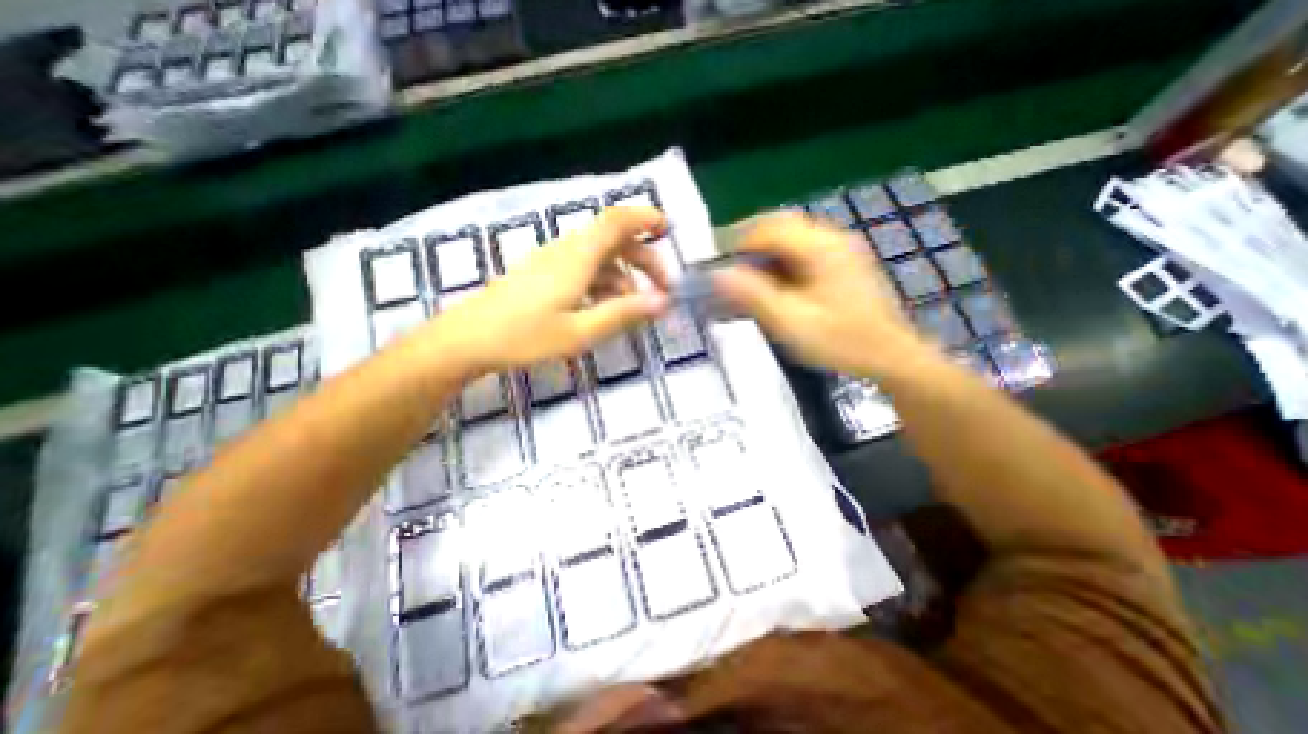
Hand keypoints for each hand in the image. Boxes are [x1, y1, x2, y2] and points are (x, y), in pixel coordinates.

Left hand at [431, 210, 674, 374]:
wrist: (468, 339)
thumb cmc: (524, 336)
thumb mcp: (580, 331)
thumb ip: (623, 314)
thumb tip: (663, 303)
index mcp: (577, 258)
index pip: (617, 222)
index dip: (644, 218)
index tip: (668, 230)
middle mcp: (567, 251)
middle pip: (613, 241)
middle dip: (643, 260)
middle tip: (663, 290)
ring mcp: (553, 262)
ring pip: (599, 258)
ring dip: (624, 277)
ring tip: (635, 310)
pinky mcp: (543, 274)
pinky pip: (583, 270)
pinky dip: (603, 284)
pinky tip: (605, 309)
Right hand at [715, 211, 940, 381]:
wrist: (890, 357)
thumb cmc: (840, 342)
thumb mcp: (791, 323)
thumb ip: (754, 296)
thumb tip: (719, 274)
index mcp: (821, 248)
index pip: (770, 228)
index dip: (739, 243)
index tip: (721, 268)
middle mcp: (832, 239)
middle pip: (781, 226)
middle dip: (751, 245)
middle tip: (731, 273)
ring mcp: (841, 249)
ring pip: (792, 237)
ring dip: (766, 254)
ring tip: (748, 281)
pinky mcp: (842, 263)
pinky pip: (803, 251)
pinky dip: (782, 262)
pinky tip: (775, 286)